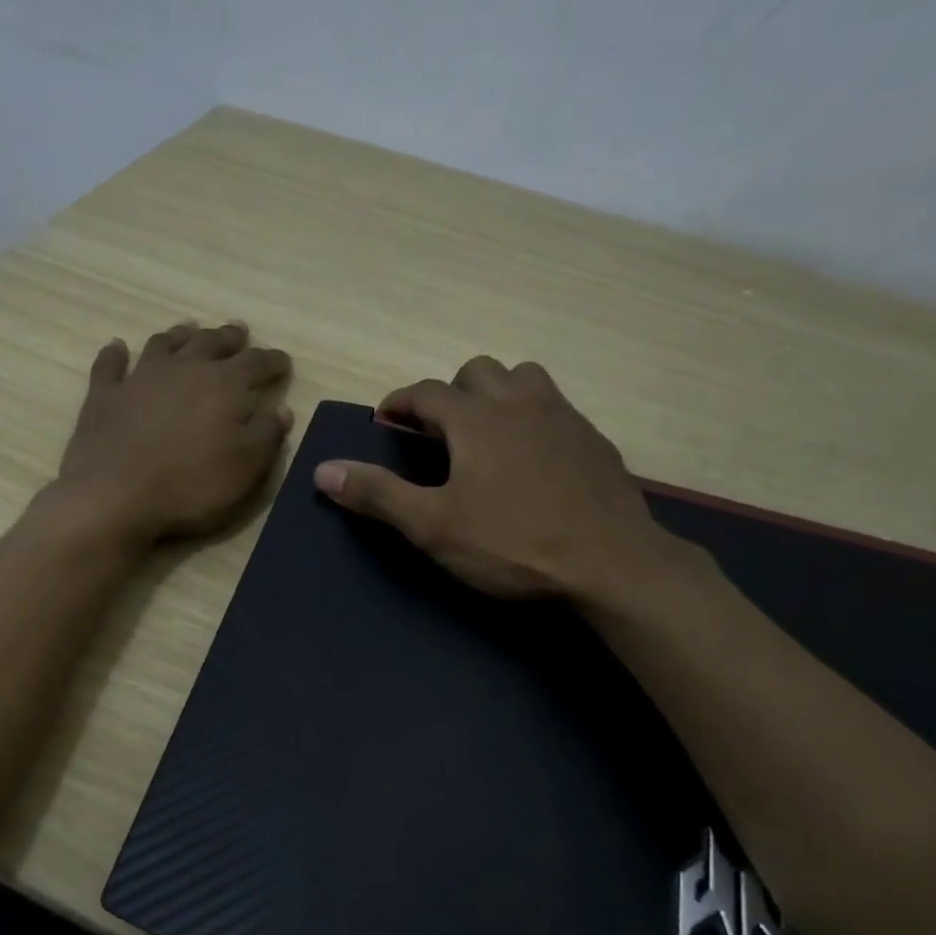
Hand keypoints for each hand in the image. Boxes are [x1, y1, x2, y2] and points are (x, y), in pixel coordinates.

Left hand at [53, 321, 293, 543]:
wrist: (116, 496)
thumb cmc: (192, 485)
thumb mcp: (246, 468)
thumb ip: (267, 435)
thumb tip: (282, 409)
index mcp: (224, 385)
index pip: (256, 363)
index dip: (273, 361)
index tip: (283, 363)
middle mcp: (184, 369)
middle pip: (211, 343)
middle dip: (229, 338)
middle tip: (238, 332)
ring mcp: (140, 378)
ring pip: (164, 344)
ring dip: (180, 335)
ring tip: (190, 329)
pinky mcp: (104, 395)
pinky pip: (109, 365)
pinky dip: (115, 353)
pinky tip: (117, 346)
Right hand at [313, 357, 699, 603]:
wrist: (611, 563)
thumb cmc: (513, 544)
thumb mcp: (434, 526)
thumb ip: (378, 495)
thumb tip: (323, 470)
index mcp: (476, 419)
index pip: (426, 392)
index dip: (400, 401)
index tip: (386, 419)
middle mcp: (520, 403)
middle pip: (478, 371)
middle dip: (450, 392)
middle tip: (439, 432)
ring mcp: (564, 418)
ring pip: (524, 379)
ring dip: (497, 394)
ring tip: (487, 433)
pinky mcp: (594, 441)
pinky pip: (556, 409)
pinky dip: (533, 418)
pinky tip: (533, 459)